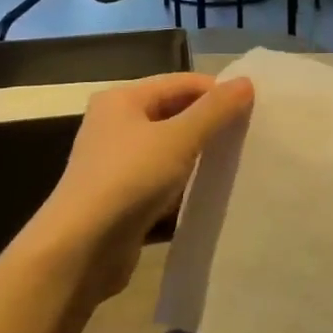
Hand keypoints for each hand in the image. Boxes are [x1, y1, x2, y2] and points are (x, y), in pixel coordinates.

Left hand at [27, 73, 253, 301]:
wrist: (79, 250)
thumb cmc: (129, 179)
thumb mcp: (179, 138)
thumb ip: (215, 110)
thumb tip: (247, 81)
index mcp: (123, 100)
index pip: (181, 82)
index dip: (217, 91)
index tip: (253, 108)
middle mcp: (115, 125)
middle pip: (174, 114)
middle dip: (210, 123)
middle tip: (249, 135)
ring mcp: (116, 163)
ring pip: (169, 150)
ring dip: (199, 156)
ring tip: (237, 162)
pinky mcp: (121, 198)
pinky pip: (161, 181)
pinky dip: (184, 185)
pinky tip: (211, 193)